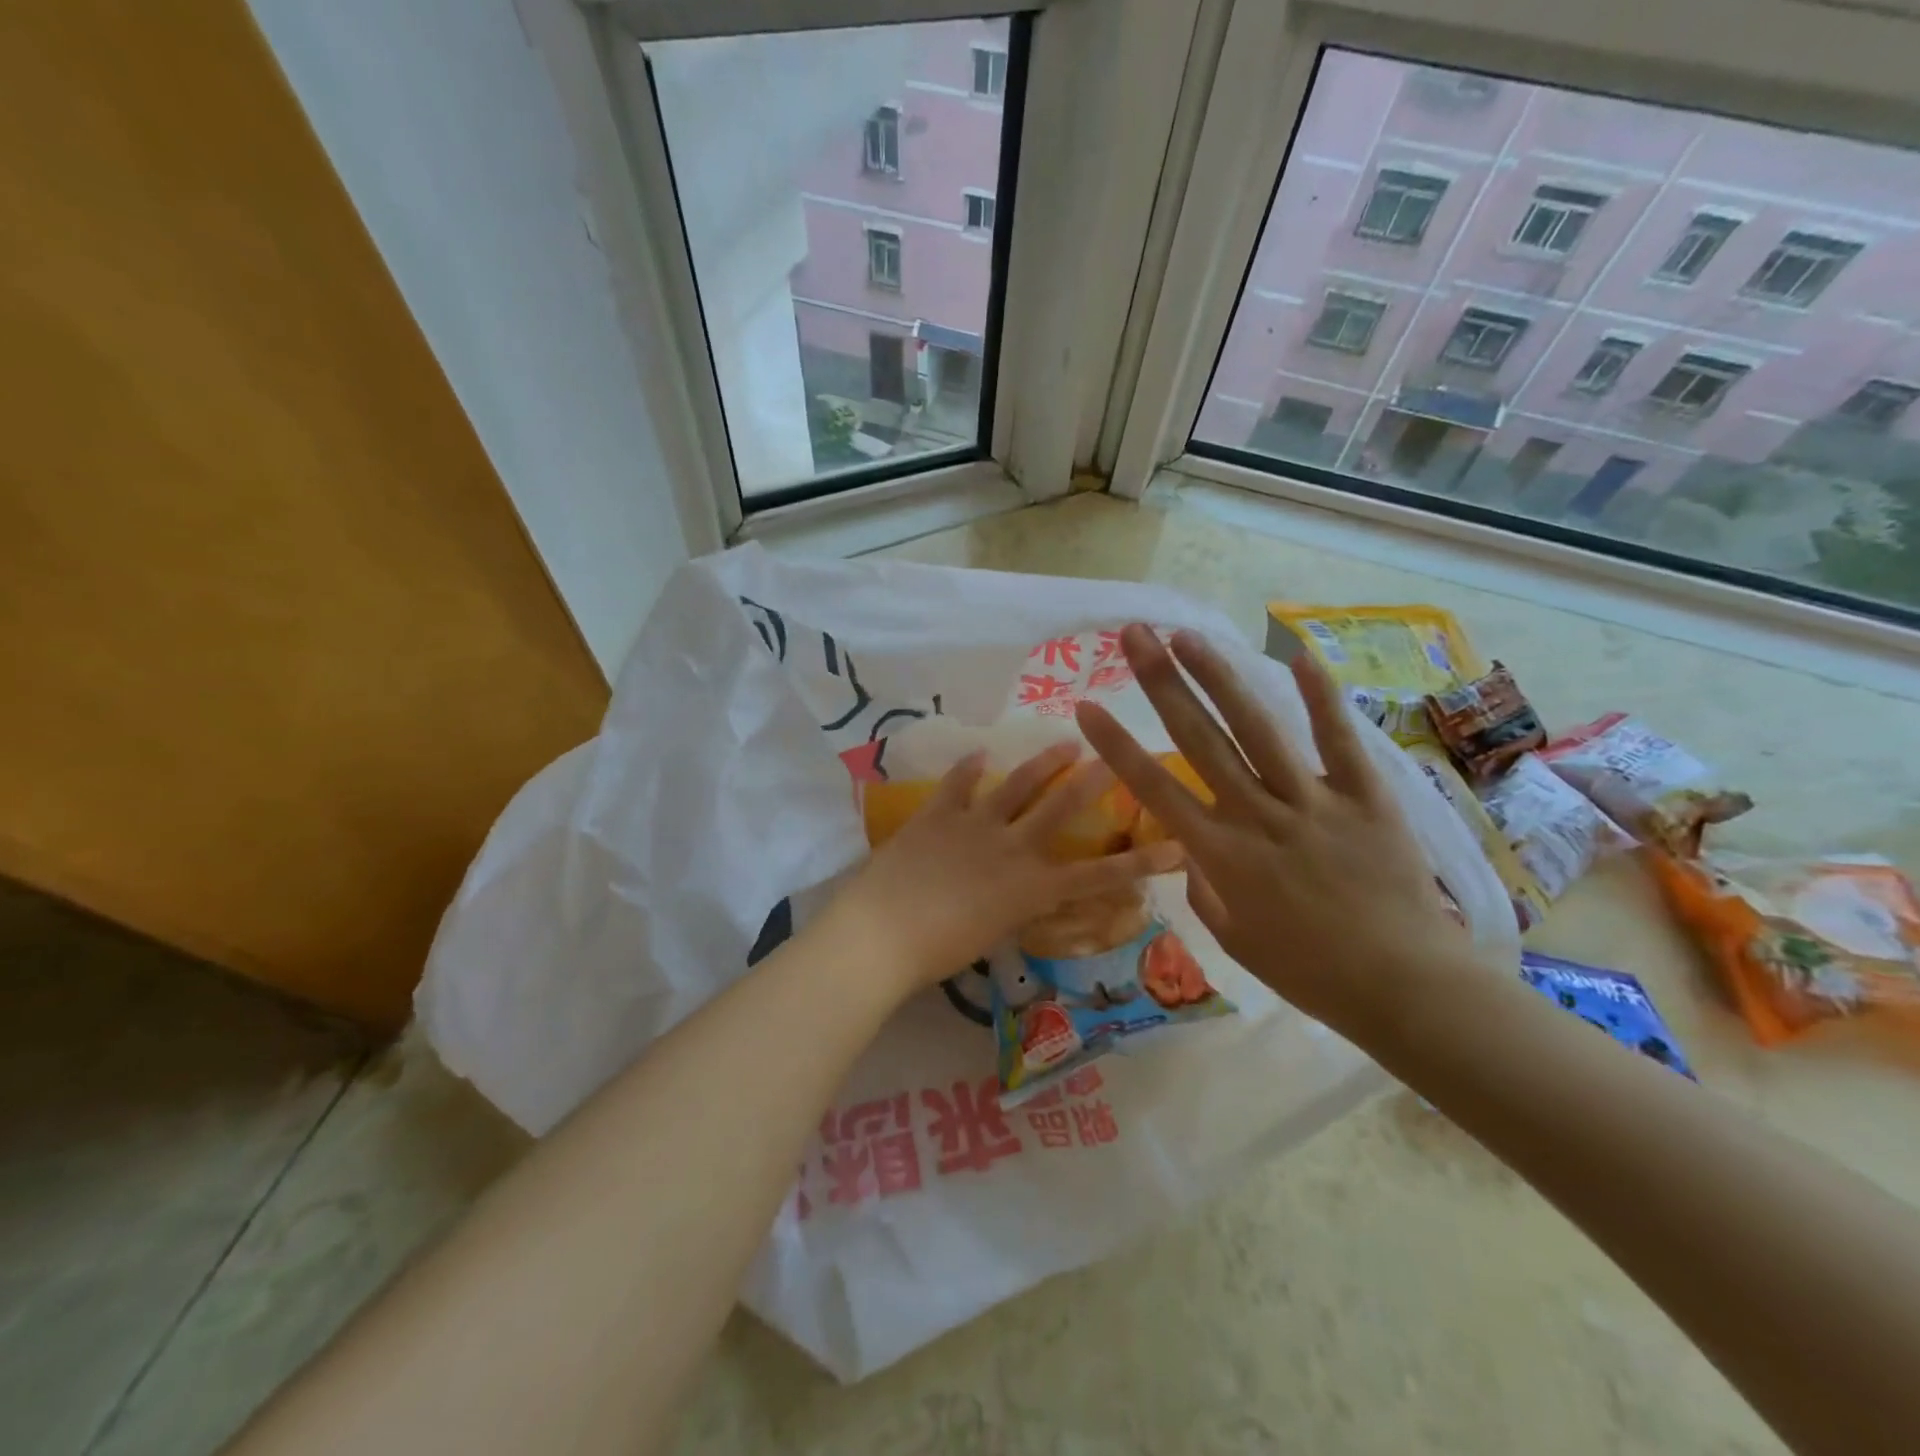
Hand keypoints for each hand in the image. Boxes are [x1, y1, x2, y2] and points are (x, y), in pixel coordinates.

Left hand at [826, 743, 1183, 997]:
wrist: (883, 932)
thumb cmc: (937, 953)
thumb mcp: (990, 936)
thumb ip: (1011, 909)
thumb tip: (1019, 896)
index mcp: (1029, 887)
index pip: (1097, 876)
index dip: (1140, 863)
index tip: (1178, 846)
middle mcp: (1012, 847)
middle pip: (1060, 808)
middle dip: (1092, 783)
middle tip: (1117, 756)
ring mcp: (974, 824)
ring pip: (1016, 785)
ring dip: (1042, 763)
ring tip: (1065, 743)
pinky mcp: (937, 813)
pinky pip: (957, 784)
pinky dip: (968, 769)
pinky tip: (979, 753)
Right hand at [1075, 624, 1474, 1050]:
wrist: (1403, 986)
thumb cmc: (1308, 971)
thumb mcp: (1233, 939)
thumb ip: (1203, 887)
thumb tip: (1191, 850)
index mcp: (1221, 854)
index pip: (1154, 789)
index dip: (1117, 746)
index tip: (1086, 706)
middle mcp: (1258, 816)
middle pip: (1200, 739)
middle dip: (1162, 683)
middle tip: (1137, 636)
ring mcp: (1313, 802)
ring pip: (1258, 728)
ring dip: (1220, 677)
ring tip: (1189, 637)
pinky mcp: (1365, 797)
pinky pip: (1340, 741)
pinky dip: (1321, 698)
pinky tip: (1298, 656)